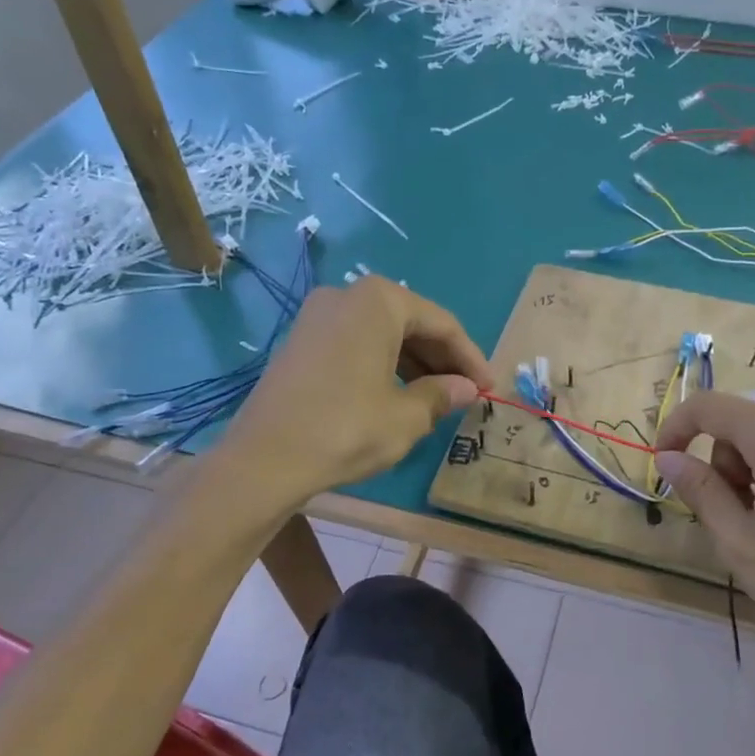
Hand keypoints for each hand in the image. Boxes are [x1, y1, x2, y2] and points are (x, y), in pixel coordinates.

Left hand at [220, 278, 493, 508]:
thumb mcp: (406, 416)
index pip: (442, 323)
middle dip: (442, 359)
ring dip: (414, 364)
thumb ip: (442, 394)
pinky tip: (398, 395)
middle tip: (467, 393)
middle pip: (411, 323)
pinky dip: (383, 366)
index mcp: (378, 301)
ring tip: (438, 399)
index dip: (471, 358)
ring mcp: (318, 317)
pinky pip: (356, 344)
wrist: (264, 460)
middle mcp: (347, 296)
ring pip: (383, 334)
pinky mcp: (301, 342)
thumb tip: (467, 389)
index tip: (490, 387)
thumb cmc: (347, 429)